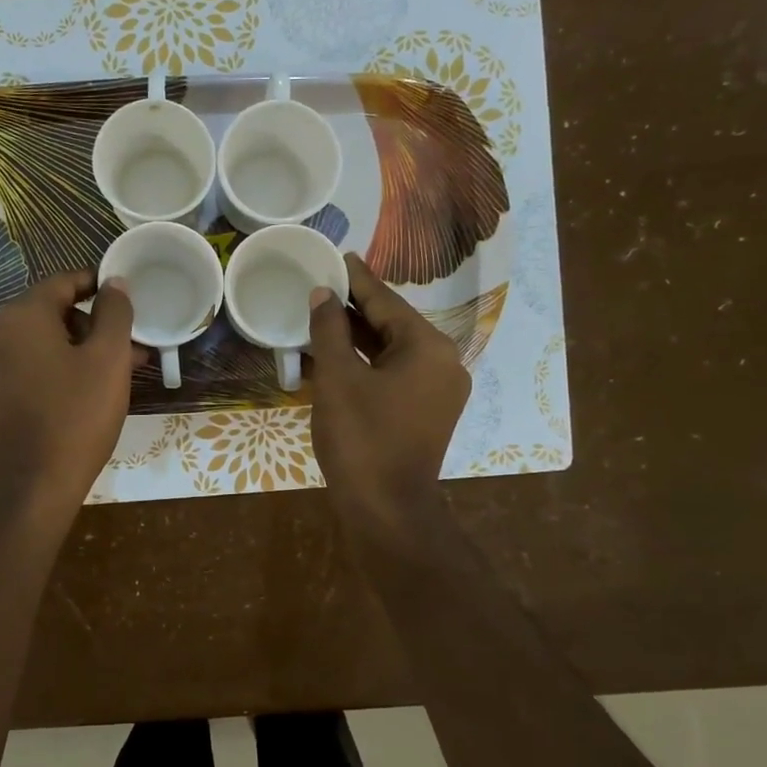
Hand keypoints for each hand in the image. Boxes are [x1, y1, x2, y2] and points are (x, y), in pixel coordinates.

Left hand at [0, 269, 134, 528]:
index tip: (126, 296)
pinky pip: (27, 369)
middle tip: (129, 346)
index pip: (62, 283)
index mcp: (20, 317)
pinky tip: (84, 393)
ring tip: (116, 373)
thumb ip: (115, 313)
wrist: (31, 489)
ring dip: (78, 350)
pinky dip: (56, 370)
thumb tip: (114, 283)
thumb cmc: (76, 418)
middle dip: (93, 324)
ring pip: (40, 344)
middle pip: (50, 313)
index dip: (98, 284)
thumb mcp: (108, 360)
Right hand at [307, 253, 469, 533]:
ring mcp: (440, 390)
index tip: (338, 256)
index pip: (386, 301)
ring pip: (395, 350)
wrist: (387, 510)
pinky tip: (340, 356)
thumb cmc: (361, 439)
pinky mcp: (430, 412)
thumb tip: (323, 295)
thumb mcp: (337, 379)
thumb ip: (329, 331)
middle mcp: (444, 361)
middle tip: (324, 286)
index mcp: (428, 347)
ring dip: (360, 337)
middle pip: (394, 323)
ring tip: (325, 317)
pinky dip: (370, 363)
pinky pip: (397, 374)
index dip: (357, 279)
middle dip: (356, 308)